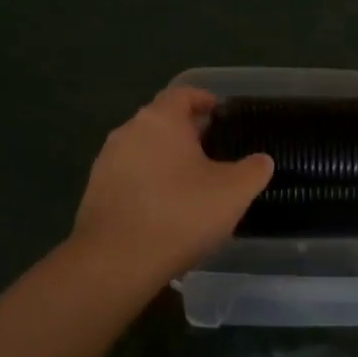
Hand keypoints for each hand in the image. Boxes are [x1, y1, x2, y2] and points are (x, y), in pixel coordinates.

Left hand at [72, 86, 272, 283]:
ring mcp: (107, 161)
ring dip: (167, 159)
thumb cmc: (180, 215)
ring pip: (144, 149)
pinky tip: (166, 207)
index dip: (204, 100)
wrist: (115, 261)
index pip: (183, 94)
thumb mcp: (233, 192)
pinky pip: (130, 176)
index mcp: (160, 120)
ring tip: (192, 182)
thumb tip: (261, 160)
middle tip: (215, 151)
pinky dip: (149, 182)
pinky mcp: (96, 191)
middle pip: (162, 121)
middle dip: (187, 132)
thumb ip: (254, 170)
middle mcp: (128, 131)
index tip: (221, 113)